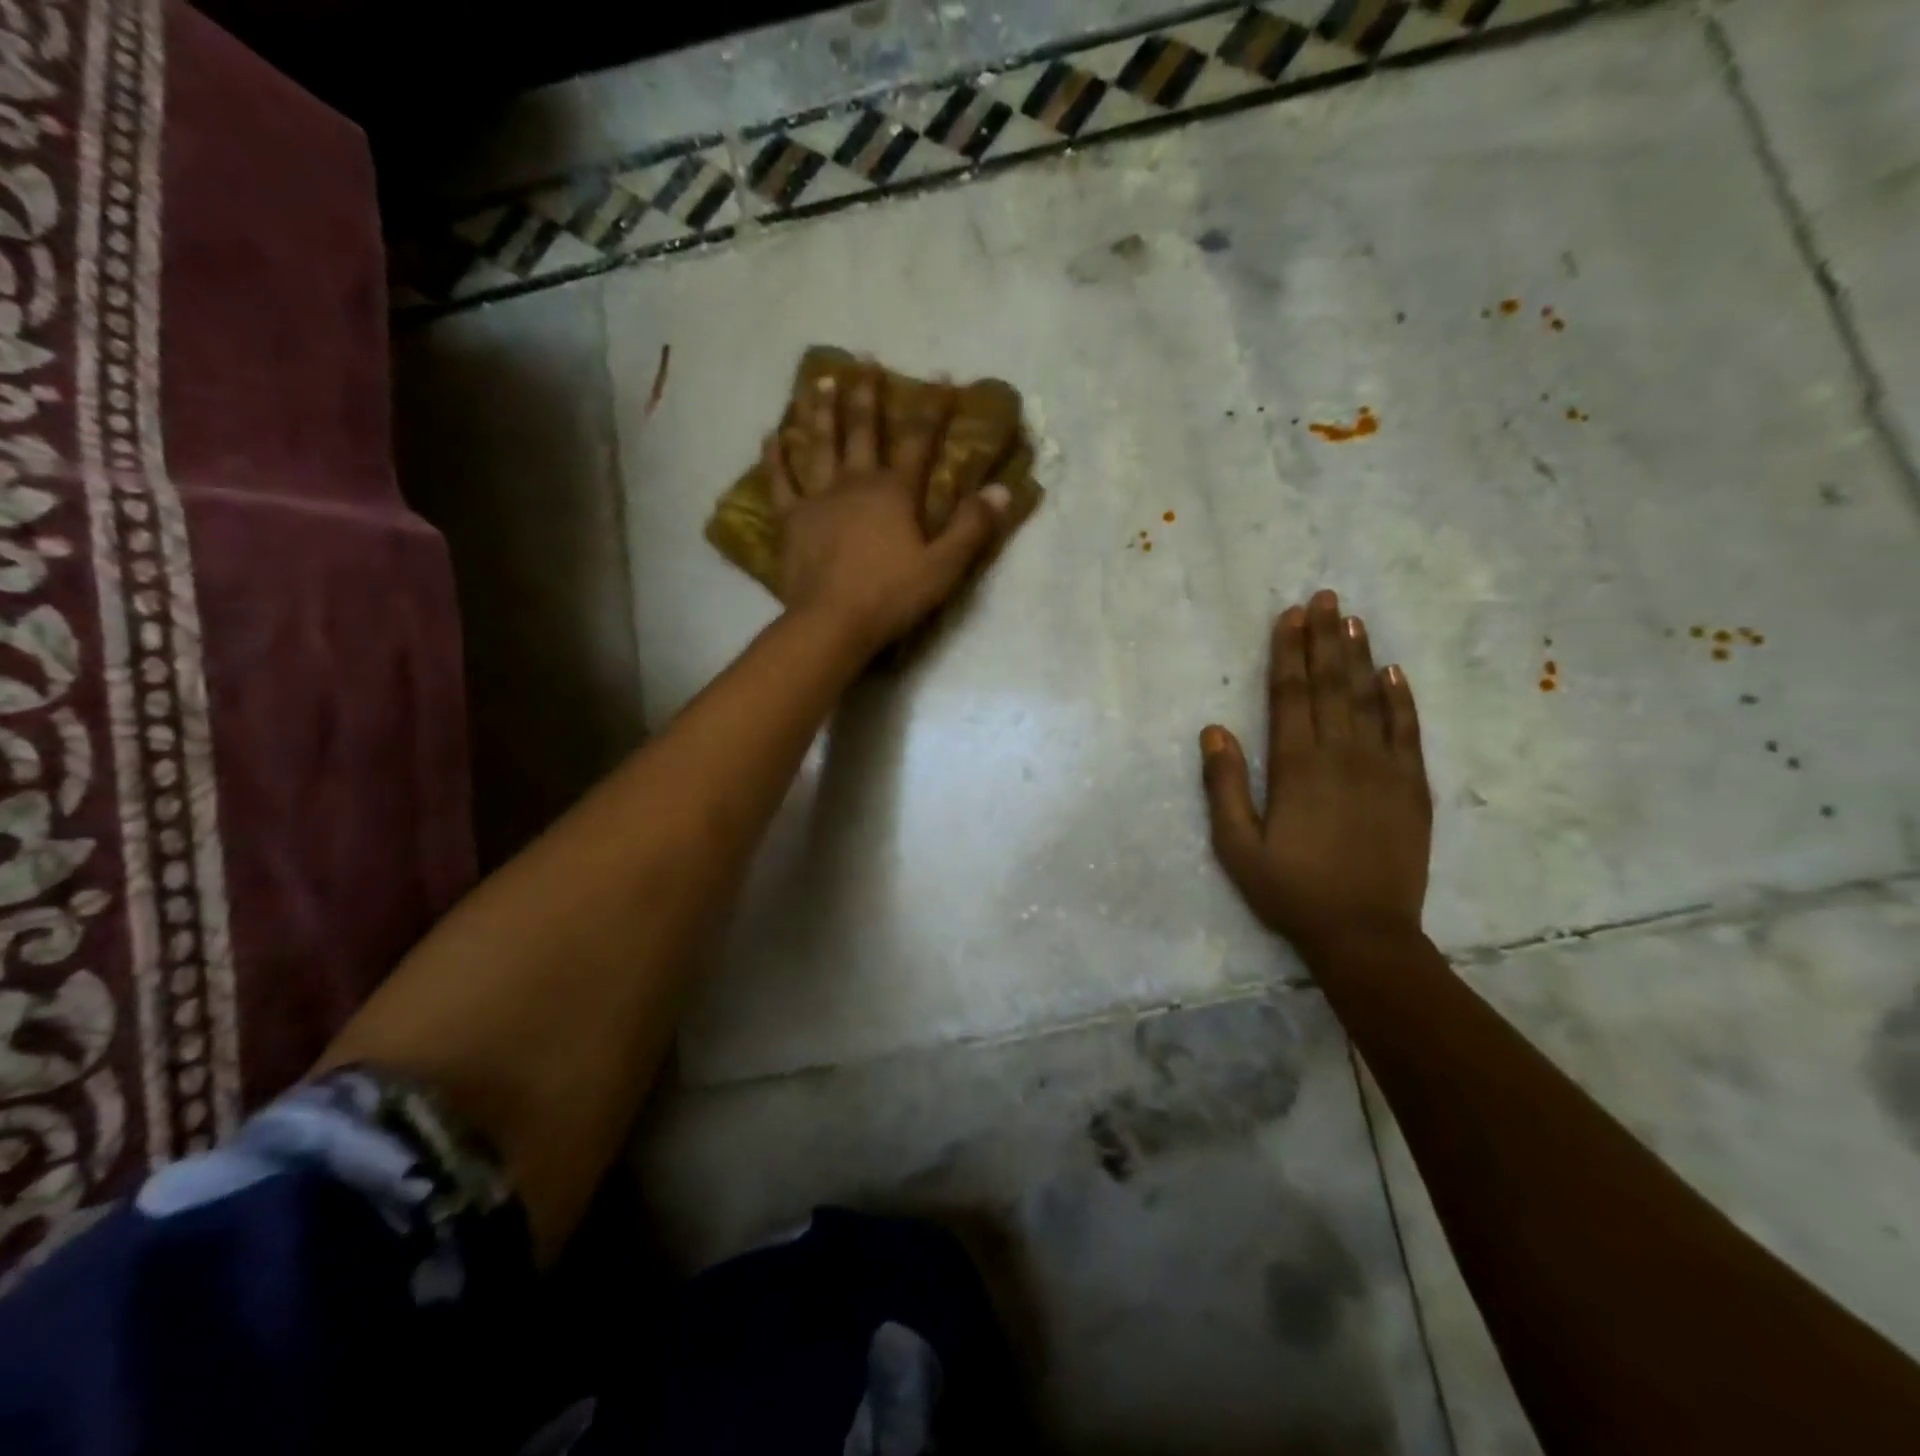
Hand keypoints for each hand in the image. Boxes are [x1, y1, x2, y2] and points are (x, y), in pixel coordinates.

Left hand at [765, 364, 1009, 654]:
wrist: (832, 623)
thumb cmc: (891, 596)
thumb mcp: (943, 567)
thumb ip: (972, 527)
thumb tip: (1001, 490)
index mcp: (894, 492)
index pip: (919, 441)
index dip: (933, 408)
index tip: (942, 376)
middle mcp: (855, 483)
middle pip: (861, 430)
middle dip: (866, 394)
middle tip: (864, 359)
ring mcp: (818, 498)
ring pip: (819, 444)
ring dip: (821, 411)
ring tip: (820, 380)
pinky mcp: (791, 520)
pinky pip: (780, 481)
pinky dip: (775, 457)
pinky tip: (772, 435)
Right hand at [1200, 590, 1431, 951]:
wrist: (1364, 934)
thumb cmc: (1290, 891)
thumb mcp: (1236, 846)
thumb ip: (1223, 786)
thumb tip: (1214, 730)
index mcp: (1296, 767)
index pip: (1290, 695)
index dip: (1288, 652)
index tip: (1289, 616)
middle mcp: (1342, 755)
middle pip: (1331, 685)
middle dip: (1325, 639)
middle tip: (1325, 597)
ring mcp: (1384, 769)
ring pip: (1370, 699)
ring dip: (1359, 656)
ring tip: (1353, 619)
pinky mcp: (1413, 788)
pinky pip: (1408, 732)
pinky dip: (1401, 699)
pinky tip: (1393, 672)